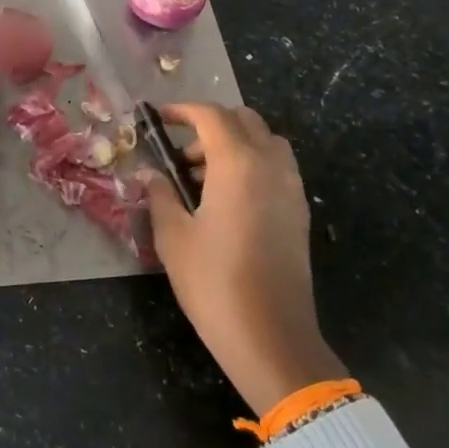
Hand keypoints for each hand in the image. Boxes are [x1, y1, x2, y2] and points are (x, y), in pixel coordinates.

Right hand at [143, 103, 344, 415]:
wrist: (271, 337)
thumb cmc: (213, 282)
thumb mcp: (173, 237)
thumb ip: (160, 196)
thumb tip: (149, 175)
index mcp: (237, 164)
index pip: (211, 116)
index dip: (183, 111)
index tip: (160, 119)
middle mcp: (270, 165)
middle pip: (244, 120)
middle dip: (210, 125)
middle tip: (181, 154)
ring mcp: (290, 188)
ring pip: (266, 142)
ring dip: (235, 144)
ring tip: (204, 178)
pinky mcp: (299, 212)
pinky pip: (277, 167)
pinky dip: (253, 165)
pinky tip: (228, 199)